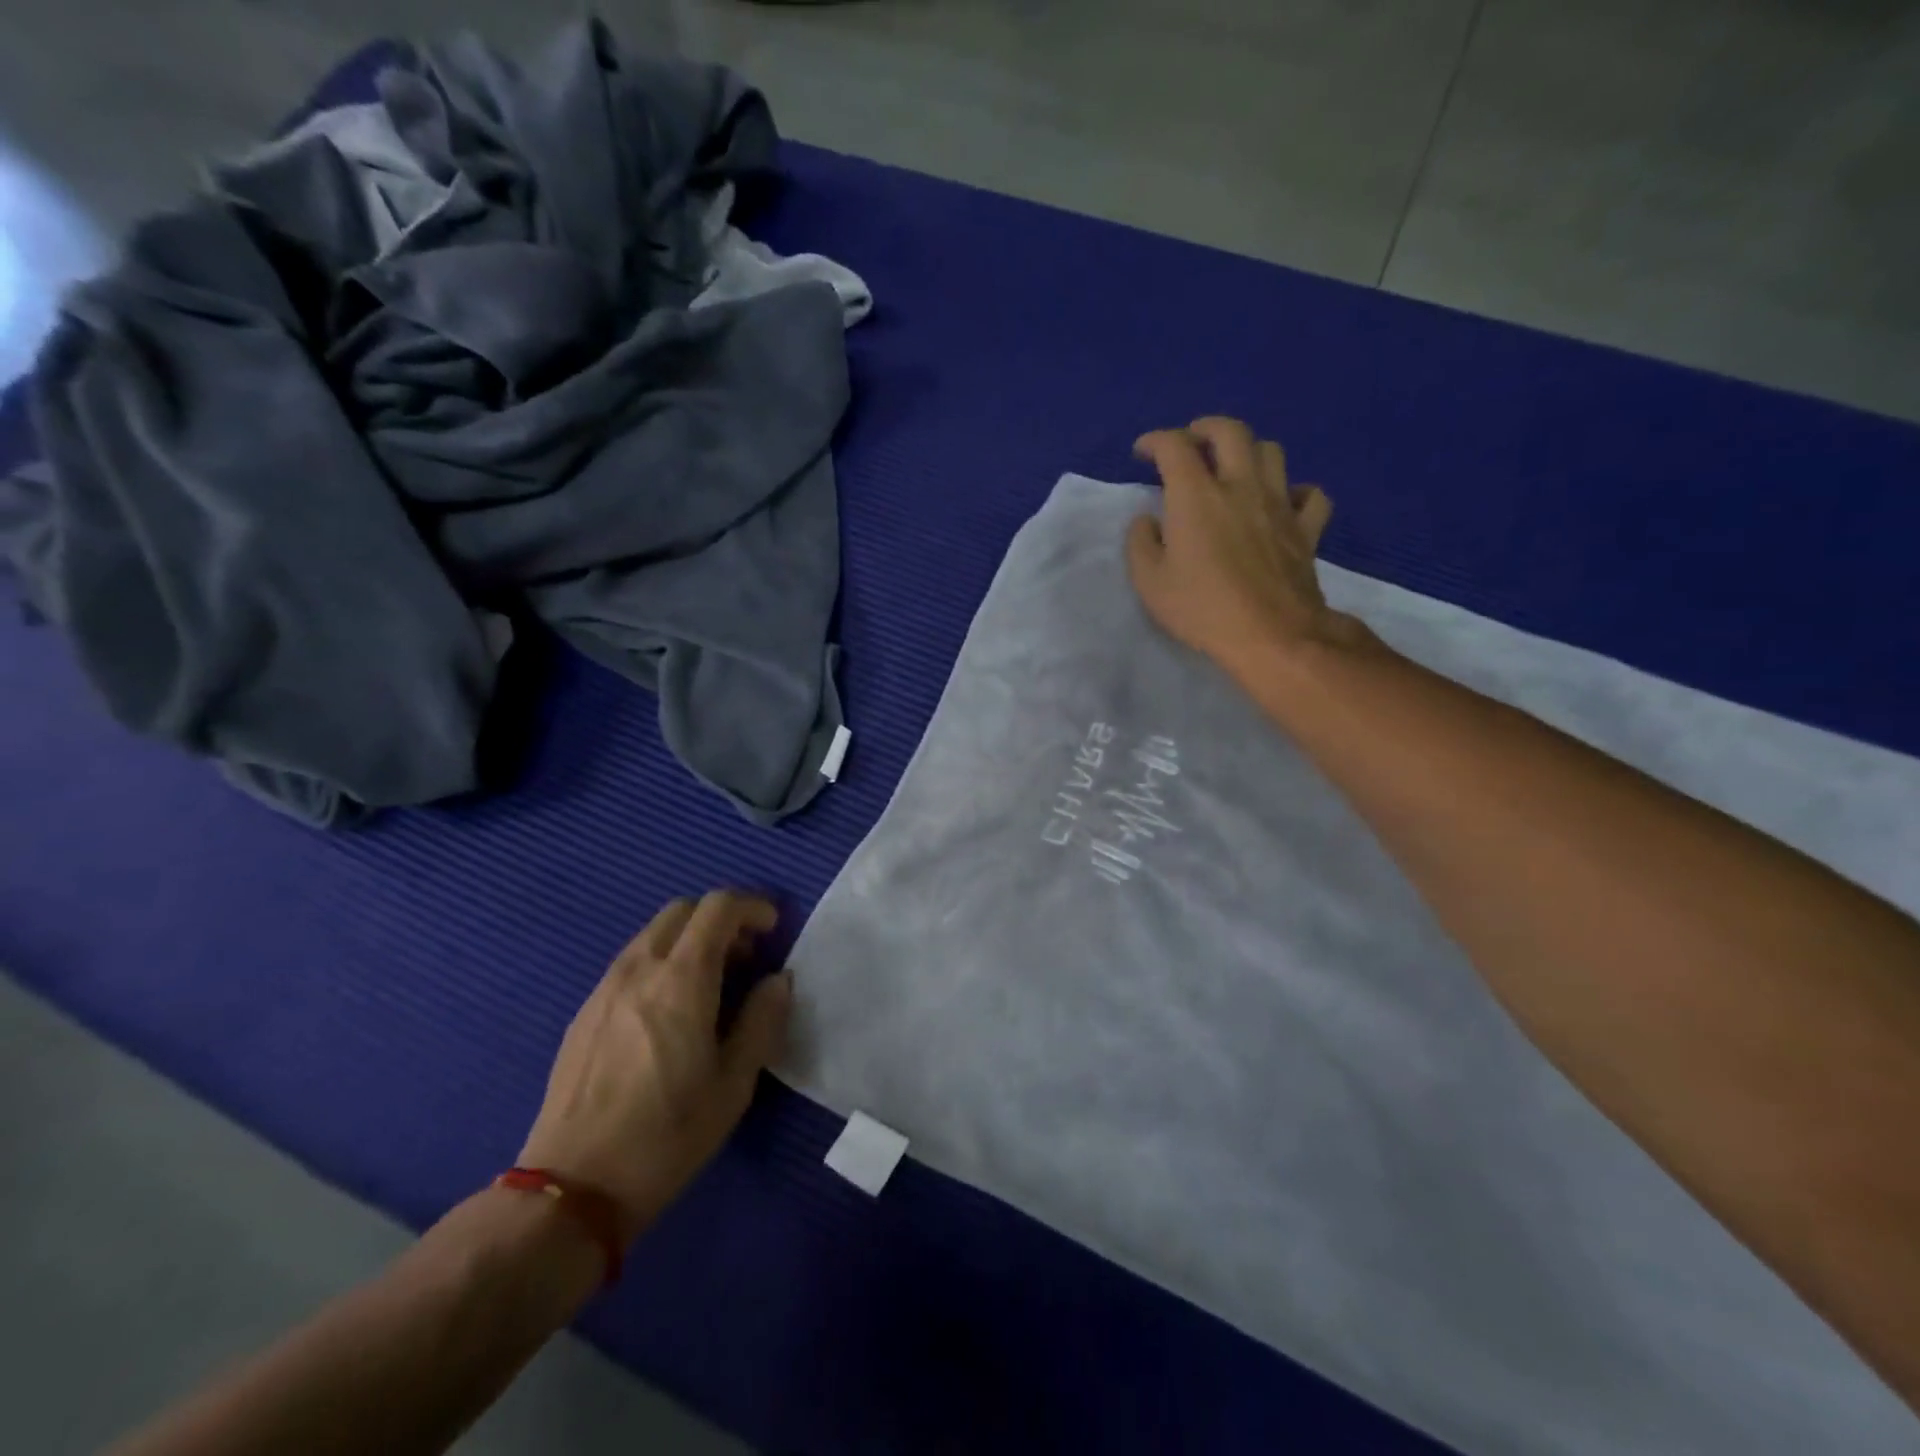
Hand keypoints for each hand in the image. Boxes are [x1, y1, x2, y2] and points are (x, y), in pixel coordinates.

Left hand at [517, 891, 790, 1244]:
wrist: (574, 1187)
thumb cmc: (667, 1134)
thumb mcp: (734, 1083)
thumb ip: (762, 1020)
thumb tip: (778, 980)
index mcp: (682, 979)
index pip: (718, 907)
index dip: (752, 907)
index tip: (773, 929)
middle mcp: (640, 968)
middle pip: (682, 910)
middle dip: (720, 918)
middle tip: (745, 955)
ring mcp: (605, 987)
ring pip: (653, 934)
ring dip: (689, 939)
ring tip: (711, 982)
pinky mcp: (584, 1012)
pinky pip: (631, 962)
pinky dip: (661, 962)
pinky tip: (669, 1010)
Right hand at [1127, 416, 1365, 684]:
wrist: (1271, 635)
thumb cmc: (1202, 608)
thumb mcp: (1150, 583)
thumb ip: (1141, 543)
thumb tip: (1147, 520)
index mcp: (1196, 495)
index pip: (1174, 446)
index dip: (1155, 441)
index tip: (1143, 451)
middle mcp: (1241, 486)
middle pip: (1230, 431)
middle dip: (1205, 428)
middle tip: (1191, 442)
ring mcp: (1279, 504)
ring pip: (1271, 451)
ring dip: (1249, 450)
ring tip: (1233, 467)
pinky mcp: (1306, 528)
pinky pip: (1310, 494)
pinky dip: (1295, 491)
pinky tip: (1282, 503)